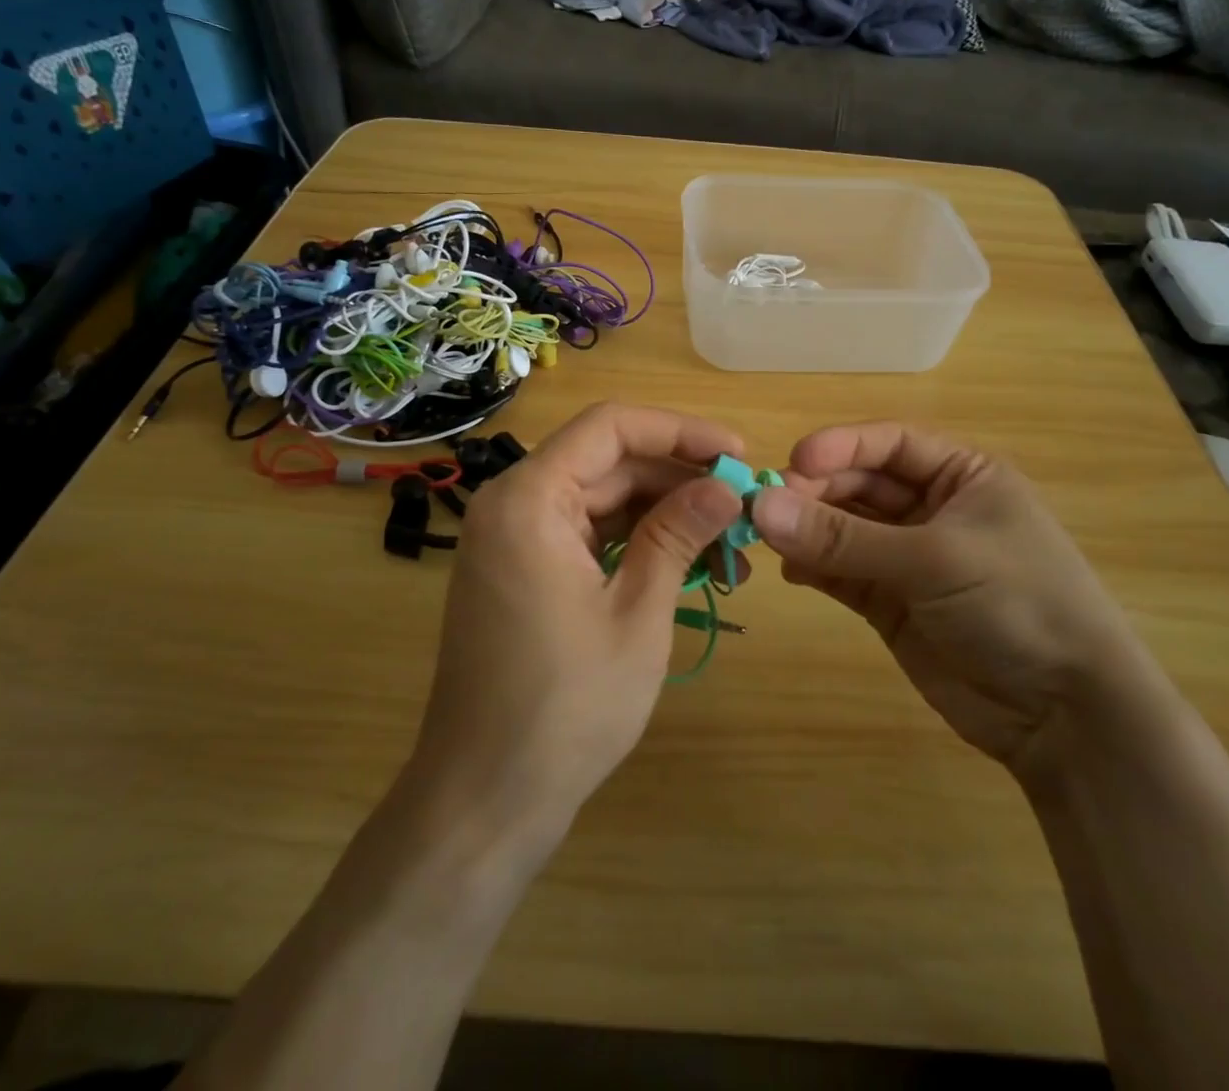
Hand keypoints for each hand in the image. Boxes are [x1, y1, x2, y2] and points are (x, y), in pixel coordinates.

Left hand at [406, 404, 746, 853]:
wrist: (484, 801)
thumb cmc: (565, 708)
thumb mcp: (637, 615)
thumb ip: (678, 535)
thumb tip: (727, 487)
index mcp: (529, 499)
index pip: (610, 427)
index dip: (679, 431)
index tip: (737, 456)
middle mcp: (513, 505)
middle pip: (608, 463)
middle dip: (679, 482)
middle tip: (744, 511)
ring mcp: (514, 540)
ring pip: (602, 500)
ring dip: (664, 517)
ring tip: (729, 549)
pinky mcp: (522, 572)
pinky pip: (587, 535)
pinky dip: (635, 545)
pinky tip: (687, 567)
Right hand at [752, 422, 1153, 773]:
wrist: (1065, 716)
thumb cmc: (1016, 604)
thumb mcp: (933, 559)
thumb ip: (843, 537)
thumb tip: (759, 507)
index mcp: (961, 475)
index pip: (890, 443)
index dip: (840, 447)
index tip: (793, 462)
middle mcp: (932, 508)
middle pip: (859, 484)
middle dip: (816, 492)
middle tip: (767, 508)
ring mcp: (908, 557)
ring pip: (844, 528)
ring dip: (807, 530)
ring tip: (766, 538)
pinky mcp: (890, 602)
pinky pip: (842, 572)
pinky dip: (814, 568)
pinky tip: (790, 571)